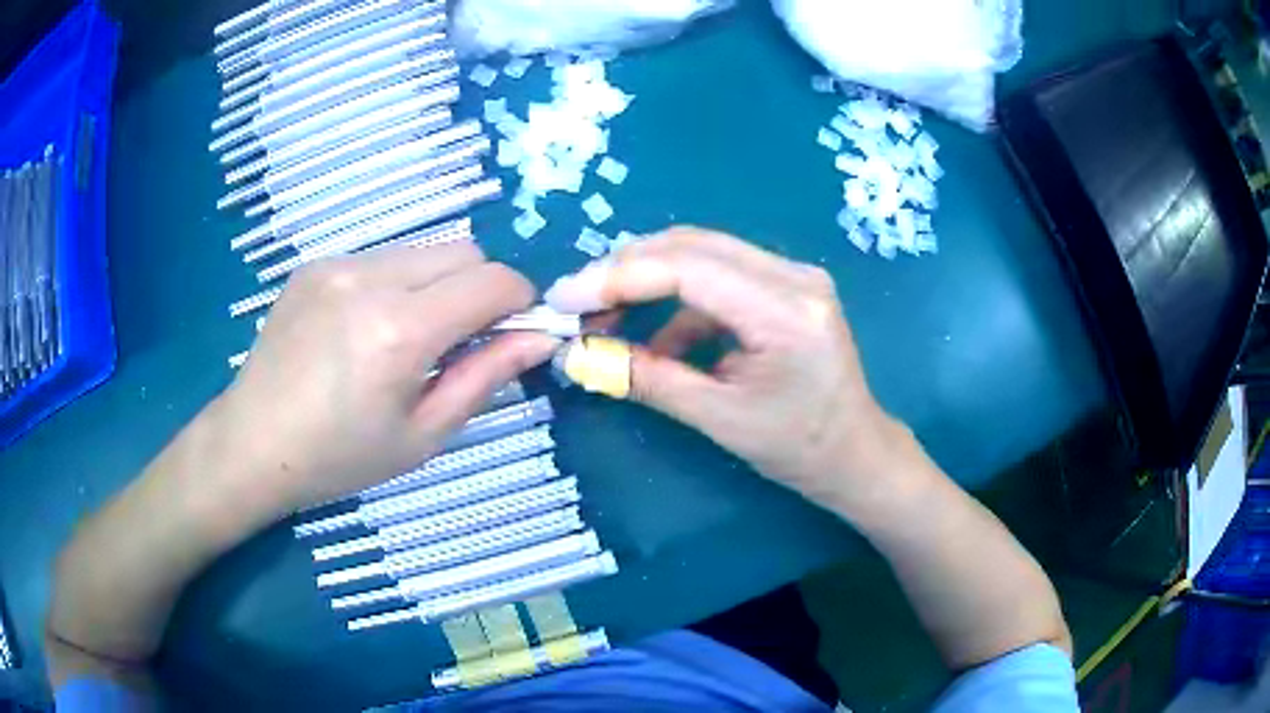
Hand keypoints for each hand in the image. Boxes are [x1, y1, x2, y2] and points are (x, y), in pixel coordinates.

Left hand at [219, 242, 557, 513]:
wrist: (253, 443)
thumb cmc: (340, 457)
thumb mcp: (423, 435)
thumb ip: (486, 378)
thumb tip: (541, 338)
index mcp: (399, 330)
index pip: (493, 281)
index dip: (520, 303)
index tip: (513, 335)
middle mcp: (369, 278)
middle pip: (464, 251)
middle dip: (480, 289)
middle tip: (459, 342)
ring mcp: (337, 264)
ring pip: (423, 251)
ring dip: (437, 285)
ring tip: (405, 338)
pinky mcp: (315, 264)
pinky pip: (381, 259)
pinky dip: (396, 285)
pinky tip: (364, 329)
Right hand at [545, 227, 914, 515]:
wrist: (856, 454)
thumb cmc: (800, 448)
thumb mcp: (719, 419)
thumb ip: (647, 380)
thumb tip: (577, 357)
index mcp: (786, 308)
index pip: (686, 267)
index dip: (616, 277)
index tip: (563, 299)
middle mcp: (793, 274)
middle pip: (690, 246)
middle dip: (624, 270)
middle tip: (575, 303)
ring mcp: (792, 275)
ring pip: (700, 254)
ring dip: (646, 281)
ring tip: (604, 319)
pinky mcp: (784, 286)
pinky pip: (717, 278)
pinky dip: (677, 303)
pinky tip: (656, 341)